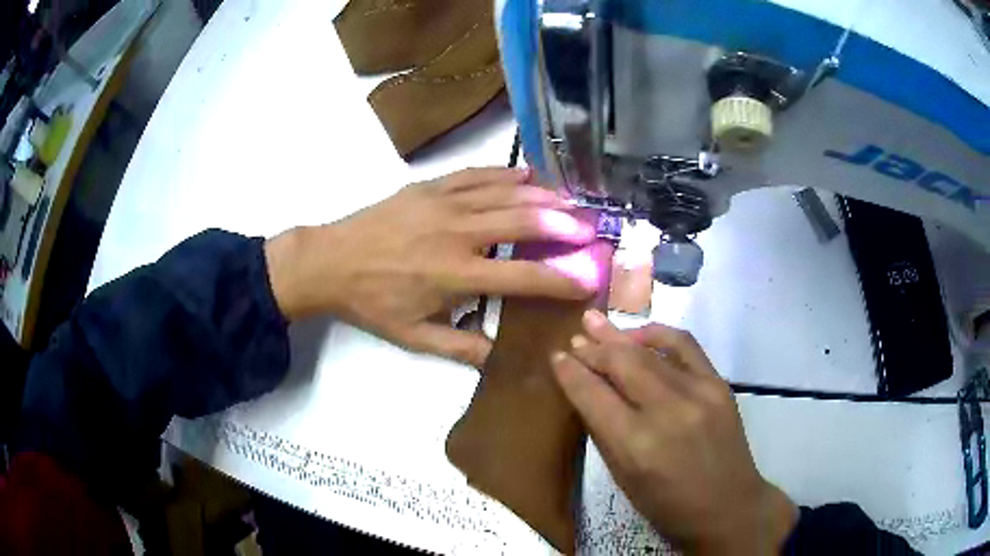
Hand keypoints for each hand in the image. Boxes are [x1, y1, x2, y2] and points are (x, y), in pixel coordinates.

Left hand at [265, 167, 596, 366]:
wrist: (330, 262)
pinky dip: (505, 174)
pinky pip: (475, 175)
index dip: (561, 279)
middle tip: (590, 228)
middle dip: (563, 226)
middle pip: (522, 223)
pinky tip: (527, 175)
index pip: (523, 277)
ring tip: (571, 200)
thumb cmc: (373, 302)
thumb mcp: (414, 336)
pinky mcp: (429, 187)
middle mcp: (456, 233)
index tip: (589, 279)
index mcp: (455, 274)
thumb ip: (461, 348)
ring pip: (503, 193)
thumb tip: (502, 360)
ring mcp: (443, 203)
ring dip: (542, 197)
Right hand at [551, 311, 797, 554]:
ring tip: (596, 321)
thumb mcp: (624, 479)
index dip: (571, 373)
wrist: (728, 506)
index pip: (593, 396)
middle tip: (574, 336)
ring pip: (649, 352)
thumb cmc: (668, 505)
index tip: (556, 356)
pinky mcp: (718, 384)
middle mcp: (666, 411)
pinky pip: (685, 345)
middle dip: (593, 349)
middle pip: (621, 365)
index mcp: (636, 445)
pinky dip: (659, 334)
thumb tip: (587, 392)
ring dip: (619, 336)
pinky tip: (642, 332)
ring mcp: (697, 392)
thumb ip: (604, 433)